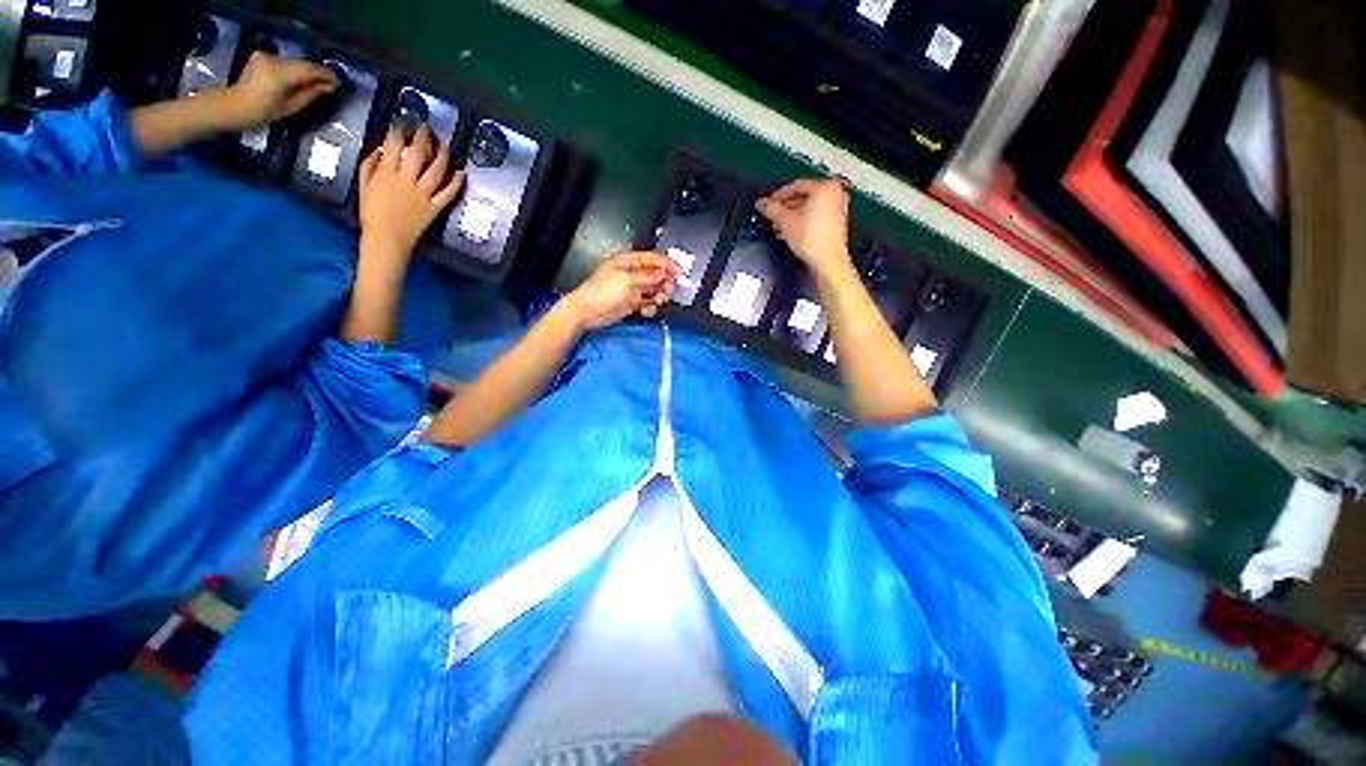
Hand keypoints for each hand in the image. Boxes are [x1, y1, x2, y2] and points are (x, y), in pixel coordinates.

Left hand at [222, 52, 338, 130]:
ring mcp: (266, 56)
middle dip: (317, 74)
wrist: (234, 105)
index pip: (310, 70)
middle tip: (330, 85)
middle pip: (302, 65)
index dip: (326, 75)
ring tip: (316, 84)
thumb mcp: (291, 107)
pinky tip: (299, 79)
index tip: (338, 84)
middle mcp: (274, 60)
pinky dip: (294, 70)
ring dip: (306, 72)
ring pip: (294, 63)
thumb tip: (329, 87)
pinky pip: (285, 63)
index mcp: (280, 73)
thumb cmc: (263, 112)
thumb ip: (311, 94)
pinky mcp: (262, 56)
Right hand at [358, 124, 464, 264]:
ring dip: (442, 155)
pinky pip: (448, 193)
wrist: (387, 238)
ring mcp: (423, 194)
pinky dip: (456, 183)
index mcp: (386, 172)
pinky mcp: (435, 207)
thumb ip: (369, 165)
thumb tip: (380, 149)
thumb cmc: (372, 213)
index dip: (400, 131)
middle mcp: (406, 179)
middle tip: (426, 127)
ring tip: (445, 144)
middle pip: (419, 153)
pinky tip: (462, 173)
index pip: (395, 145)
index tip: (404, 123)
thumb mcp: (363, 186)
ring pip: (436, 170)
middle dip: (423, 136)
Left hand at [562, 251, 682, 330]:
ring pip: (655, 290)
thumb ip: (647, 276)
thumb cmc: (603, 291)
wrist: (588, 312)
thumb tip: (664, 273)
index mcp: (630, 262)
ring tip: (657, 302)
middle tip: (667, 292)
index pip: (654, 260)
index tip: (681, 274)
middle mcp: (633, 274)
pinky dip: (651, 307)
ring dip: (660, 296)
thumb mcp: (626, 280)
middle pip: (657, 275)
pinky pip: (649, 303)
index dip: (669, 265)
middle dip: (665, 283)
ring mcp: (634, 289)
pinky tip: (647, 310)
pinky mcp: (633, 303)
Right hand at [756, 178, 852, 275]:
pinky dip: (801, 222)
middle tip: (772, 216)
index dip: (778, 196)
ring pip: (808, 208)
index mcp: (826, 187)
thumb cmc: (814, 240)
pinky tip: (789, 232)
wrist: (827, 261)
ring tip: (778, 226)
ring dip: (791, 217)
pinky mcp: (835, 223)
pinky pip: (814, 217)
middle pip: (802, 197)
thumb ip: (771, 209)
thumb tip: (762, 203)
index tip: (768, 204)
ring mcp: (837, 209)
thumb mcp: (785, 221)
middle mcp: (835, 194)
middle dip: (784, 208)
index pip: (795, 186)